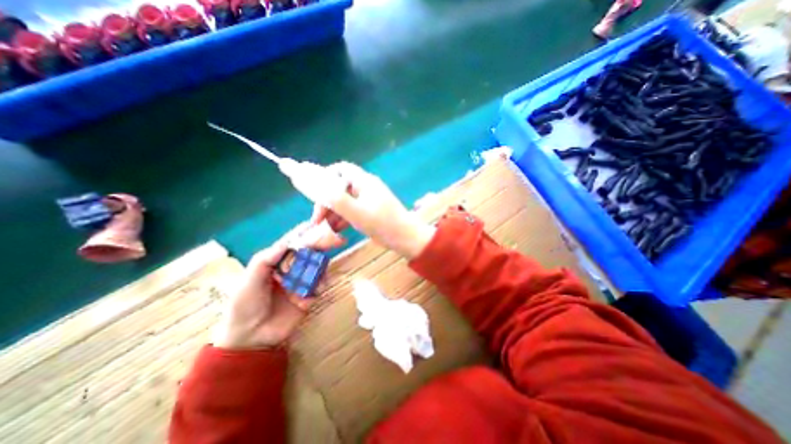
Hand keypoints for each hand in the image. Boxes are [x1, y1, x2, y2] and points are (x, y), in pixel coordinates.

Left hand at [211, 221, 344, 349]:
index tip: (317, 224)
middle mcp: (291, 269)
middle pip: (309, 253)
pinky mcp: (309, 296)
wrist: (249, 339)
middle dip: (321, 246)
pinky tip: (313, 292)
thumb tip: (288, 242)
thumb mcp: (249, 280)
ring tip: (319, 273)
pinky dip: (321, 285)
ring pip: (317, 268)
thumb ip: (266, 260)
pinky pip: (320, 286)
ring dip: (321, 267)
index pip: (292, 244)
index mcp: (276, 262)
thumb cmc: (244, 305)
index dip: (304, 234)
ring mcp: (301, 283)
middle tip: (335, 239)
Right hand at [281, 159, 434, 257]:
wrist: (406, 239)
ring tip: (323, 228)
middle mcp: (366, 187)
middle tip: (316, 220)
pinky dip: (342, 218)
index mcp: (364, 182)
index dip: (322, 177)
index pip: (339, 170)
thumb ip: (335, 198)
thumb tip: (312, 182)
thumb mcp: (356, 213)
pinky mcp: (371, 211)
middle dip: (326, 202)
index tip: (311, 192)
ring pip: (344, 201)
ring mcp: (369, 199)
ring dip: (332, 213)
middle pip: (339, 188)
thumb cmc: (383, 225)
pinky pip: (352, 210)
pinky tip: (336, 230)